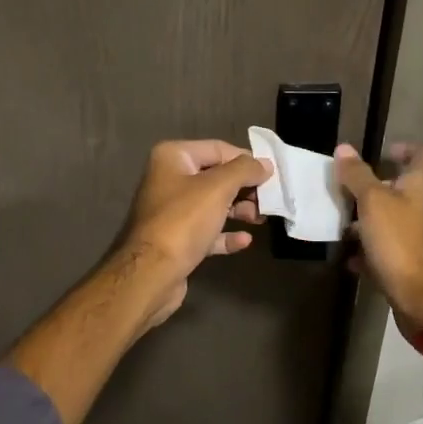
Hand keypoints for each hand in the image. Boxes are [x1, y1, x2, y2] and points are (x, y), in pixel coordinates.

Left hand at [116, 139, 271, 330]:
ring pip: (213, 204)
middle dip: (244, 188)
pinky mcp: (176, 239)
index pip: (218, 149)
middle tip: (269, 200)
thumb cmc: (183, 221)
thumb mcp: (217, 188)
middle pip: (217, 177)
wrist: (150, 274)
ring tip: (260, 219)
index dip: (246, 160)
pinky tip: (245, 240)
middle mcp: (169, 179)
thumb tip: (265, 164)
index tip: (272, 175)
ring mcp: (172, 211)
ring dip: (239, 210)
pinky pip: (207, 230)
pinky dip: (226, 234)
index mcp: (173, 157)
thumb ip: (244, 171)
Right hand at [334, 142, 422, 335]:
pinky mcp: (413, 263)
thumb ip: (357, 175)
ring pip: (394, 219)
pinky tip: (350, 257)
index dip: (405, 148)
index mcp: (421, 186)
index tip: (382, 152)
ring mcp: (421, 237)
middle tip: (349, 189)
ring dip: (370, 219)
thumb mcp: (372, 202)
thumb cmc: (399, 241)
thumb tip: (344, 148)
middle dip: (377, 187)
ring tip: (342, 223)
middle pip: (405, 188)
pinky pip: (389, 249)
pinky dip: (370, 249)